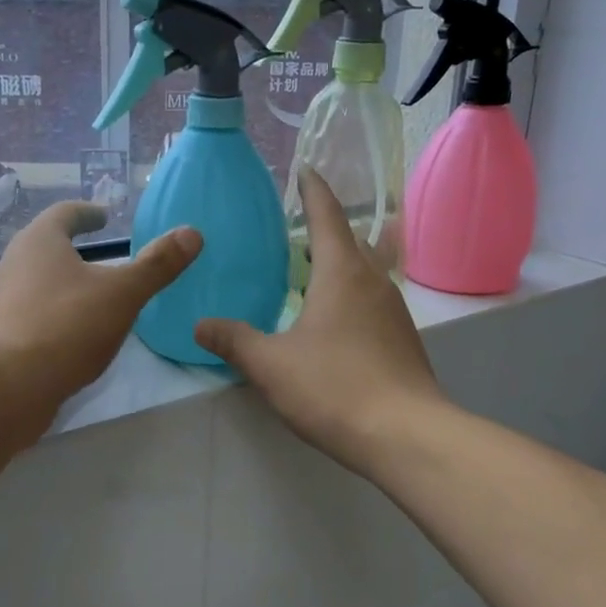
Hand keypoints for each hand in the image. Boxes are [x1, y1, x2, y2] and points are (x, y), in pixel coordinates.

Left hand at [0, 202, 200, 436]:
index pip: (65, 213)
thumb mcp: (122, 294)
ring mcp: (5, 301)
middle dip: (74, 247)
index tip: (104, 217)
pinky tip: (77, 333)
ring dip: (66, 282)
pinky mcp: (3, 336)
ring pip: (40, 281)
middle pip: (47, 246)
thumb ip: (156, 265)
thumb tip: (192, 233)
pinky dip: (58, 313)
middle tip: (104, 254)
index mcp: (40, 241)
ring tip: (95, 294)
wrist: (5, 386)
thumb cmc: (66, 326)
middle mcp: (16, 263)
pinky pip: (36, 313)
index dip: (88, 213)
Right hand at [196, 171, 441, 475]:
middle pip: (350, 241)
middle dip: (325, 229)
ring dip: (340, 264)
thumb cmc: (333, 387)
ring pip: (365, 272)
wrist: (405, 435)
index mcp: (341, 272)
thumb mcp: (270, 364)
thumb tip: (200, 325)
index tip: (305, 171)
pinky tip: (333, 321)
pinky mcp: (403, 339)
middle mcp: (373, 281)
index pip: (327, 216)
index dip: (313, 191)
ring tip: (310, 272)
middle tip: (296, 228)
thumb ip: (234, 340)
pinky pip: (372, 301)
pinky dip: (351, 295)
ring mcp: (394, 311)